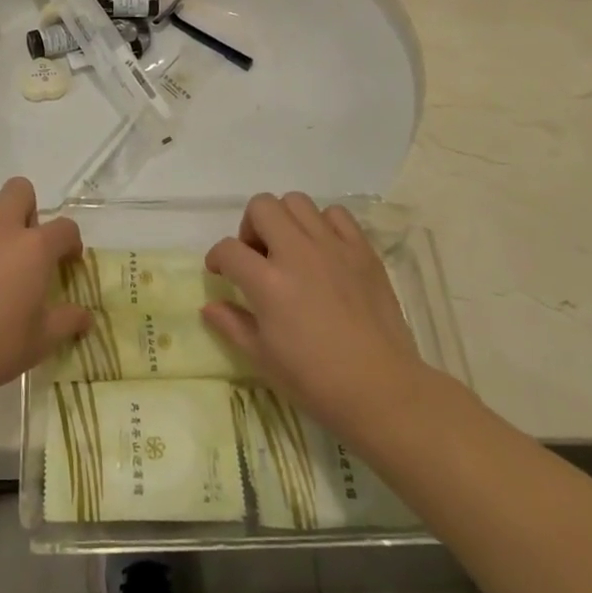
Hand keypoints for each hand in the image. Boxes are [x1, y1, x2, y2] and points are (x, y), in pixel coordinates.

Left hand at [0, 177, 91, 410]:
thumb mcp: (40, 342)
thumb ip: (68, 322)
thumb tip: (87, 317)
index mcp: (33, 248)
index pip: (65, 227)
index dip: (71, 243)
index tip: (68, 263)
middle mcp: (0, 229)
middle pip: (19, 191)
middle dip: (28, 210)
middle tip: (26, 248)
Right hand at [204, 193, 432, 444]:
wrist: (383, 390)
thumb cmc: (316, 381)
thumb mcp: (263, 358)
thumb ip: (232, 324)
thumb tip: (209, 306)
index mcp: (268, 282)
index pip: (229, 249)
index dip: (217, 258)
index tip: (220, 271)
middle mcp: (297, 253)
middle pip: (261, 207)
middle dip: (250, 227)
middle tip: (258, 256)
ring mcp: (332, 247)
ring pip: (297, 202)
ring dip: (285, 220)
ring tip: (290, 249)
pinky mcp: (362, 250)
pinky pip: (336, 214)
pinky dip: (324, 225)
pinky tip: (324, 250)